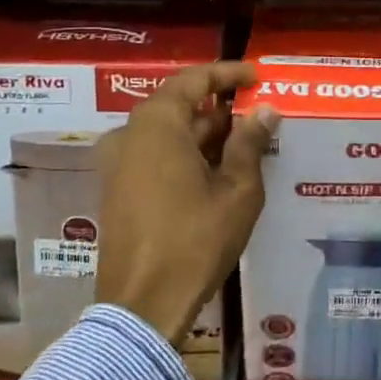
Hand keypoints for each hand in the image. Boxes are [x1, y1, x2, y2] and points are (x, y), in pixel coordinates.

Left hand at [95, 62, 278, 344]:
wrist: (142, 305)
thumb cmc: (195, 240)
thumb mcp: (237, 190)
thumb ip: (250, 143)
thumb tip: (264, 111)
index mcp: (157, 124)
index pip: (195, 80)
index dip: (228, 74)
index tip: (256, 77)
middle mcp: (130, 135)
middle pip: (179, 105)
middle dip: (219, 109)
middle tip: (257, 116)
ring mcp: (118, 164)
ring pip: (167, 133)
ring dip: (204, 135)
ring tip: (245, 146)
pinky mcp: (116, 190)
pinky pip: (154, 156)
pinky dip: (185, 154)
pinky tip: (216, 173)